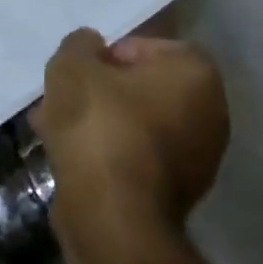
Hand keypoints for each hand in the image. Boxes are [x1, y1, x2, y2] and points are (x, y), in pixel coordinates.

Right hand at [33, 29, 229, 263]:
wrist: (113, 219)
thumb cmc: (100, 126)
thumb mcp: (73, 66)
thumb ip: (80, 44)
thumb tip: (90, 46)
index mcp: (196, 74)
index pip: (148, 47)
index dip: (108, 54)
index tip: (82, 70)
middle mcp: (209, 113)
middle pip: (142, 88)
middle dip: (100, 91)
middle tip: (64, 97)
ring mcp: (197, 159)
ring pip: (135, 124)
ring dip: (98, 122)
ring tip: (53, 126)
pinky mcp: (176, 195)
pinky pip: (135, 157)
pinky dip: (106, 153)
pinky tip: (67, 156)